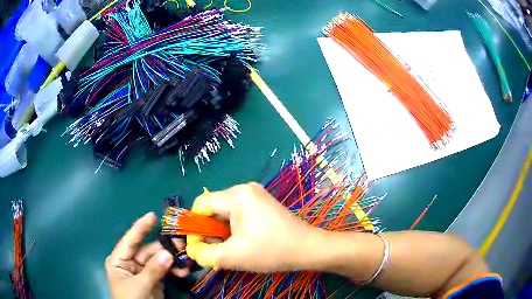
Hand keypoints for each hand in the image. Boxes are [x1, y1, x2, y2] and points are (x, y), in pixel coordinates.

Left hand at [105, 212, 189, 298]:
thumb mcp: (139, 286)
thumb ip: (152, 270)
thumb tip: (168, 253)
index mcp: (119, 260)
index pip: (130, 241)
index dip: (140, 228)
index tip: (152, 215)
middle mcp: (131, 262)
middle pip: (148, 250)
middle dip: (165, 248)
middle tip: (181, 244)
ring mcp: (143, 271)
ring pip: (159, 259)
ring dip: (173, 260)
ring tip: (186, 262)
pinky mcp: (154, 279)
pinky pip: (165, 270)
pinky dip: (175, 270)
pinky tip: (184, 272)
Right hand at [186, 182, 316, 271]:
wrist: (308, 249)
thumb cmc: (271, 250)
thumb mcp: (233, 256)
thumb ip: (205, 253)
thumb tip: (192, 250)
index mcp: (236, 195)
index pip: (201, 205)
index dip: (194, 225)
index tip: (197, 244)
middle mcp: (244, 189)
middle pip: (213, 208)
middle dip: (209, 231)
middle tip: (214, 250)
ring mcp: (256, 196)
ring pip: (225, 213)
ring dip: (222, 232)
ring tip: (229, 249)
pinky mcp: (262, 204)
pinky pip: (238, 214)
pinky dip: (233, 229)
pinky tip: (241, 243)